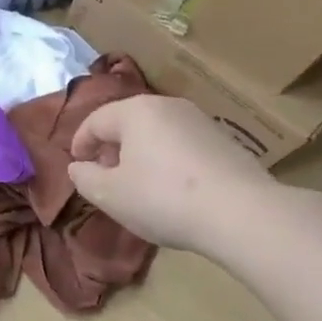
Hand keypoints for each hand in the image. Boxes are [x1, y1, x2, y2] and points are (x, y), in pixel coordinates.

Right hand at [68, 95, 280, 254]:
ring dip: (140, 156)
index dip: (80, 144)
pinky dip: (169, 162)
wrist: (243, 214)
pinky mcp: (225, 142)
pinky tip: (174, 192)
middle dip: (111, 149)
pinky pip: (182, 146)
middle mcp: (167, 106)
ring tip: (140, 187)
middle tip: (106, 179)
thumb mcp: (110, 195)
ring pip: (156, 134)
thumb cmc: (163, 198)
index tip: (78, 168)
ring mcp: (200, 121)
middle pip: (127, 123)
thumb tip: (78, 167)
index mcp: (134, 110)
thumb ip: (85, 178)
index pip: (95, 121)